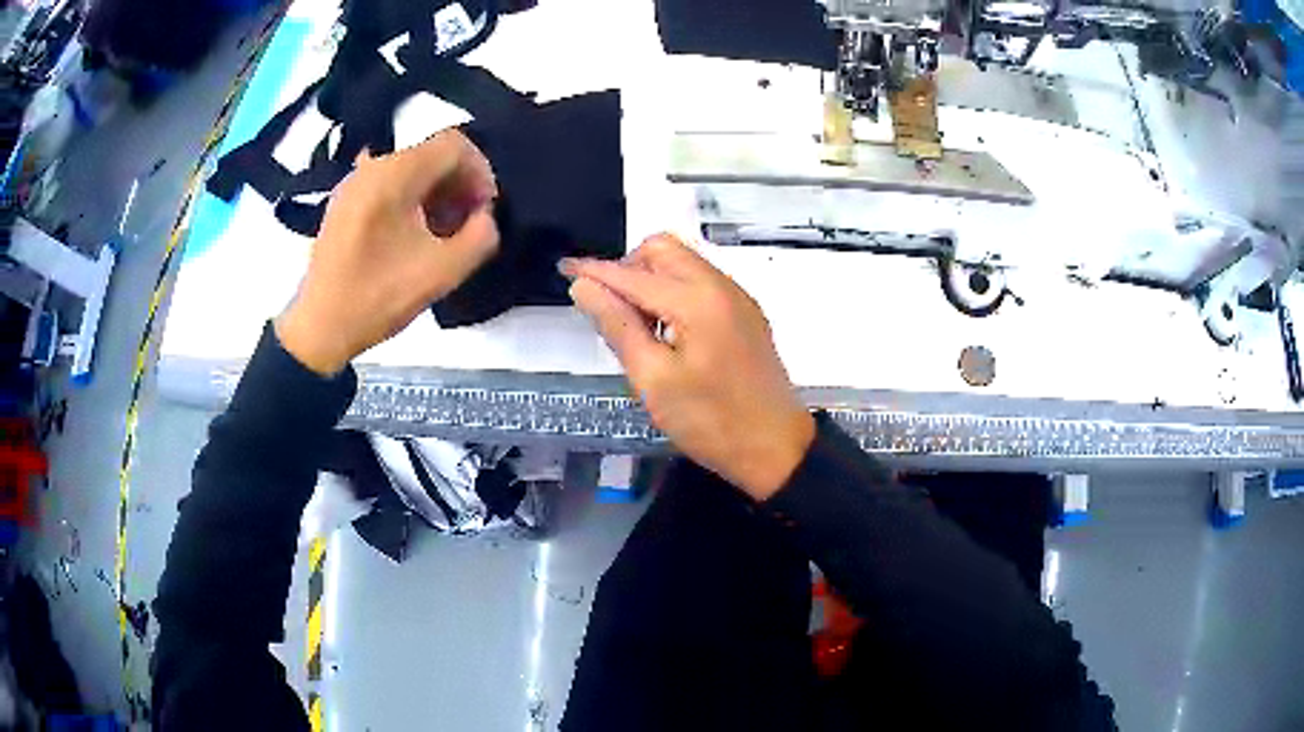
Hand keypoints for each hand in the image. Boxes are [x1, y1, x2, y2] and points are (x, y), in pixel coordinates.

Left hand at [276, 129, 499, 374]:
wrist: (319, 328)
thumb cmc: (378, 298)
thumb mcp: (442, 273)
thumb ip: (480, 237)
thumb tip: (484, 216)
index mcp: (394, 175)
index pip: (454, 145)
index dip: (480, 172)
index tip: (484, 210)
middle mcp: (372, 167)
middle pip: (431, 155)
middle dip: (459, 184)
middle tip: (468, 224)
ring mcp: (354, 183)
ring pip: (410, 170)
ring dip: (437, 194)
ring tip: (443, 233)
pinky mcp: (344, 202)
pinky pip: (388, 185)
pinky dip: (411, 200)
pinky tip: (414, 235)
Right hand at [564, 234, 814, 500]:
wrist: (776, 449)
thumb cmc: (711, 421)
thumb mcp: (653, 379)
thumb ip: (617, 326)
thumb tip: (584, 287)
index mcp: (697, 300)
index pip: (633, 274)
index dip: (594, 271)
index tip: (564, 269)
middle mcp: (721, 286)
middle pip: (663, 250)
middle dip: (628, 267)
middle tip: (611, 311)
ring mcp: (738, 298)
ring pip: (684, 263)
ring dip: (652, 279)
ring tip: (638, 328)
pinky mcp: (747, 314)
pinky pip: (702, 282)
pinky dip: (675, 291)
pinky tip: (668, 332)